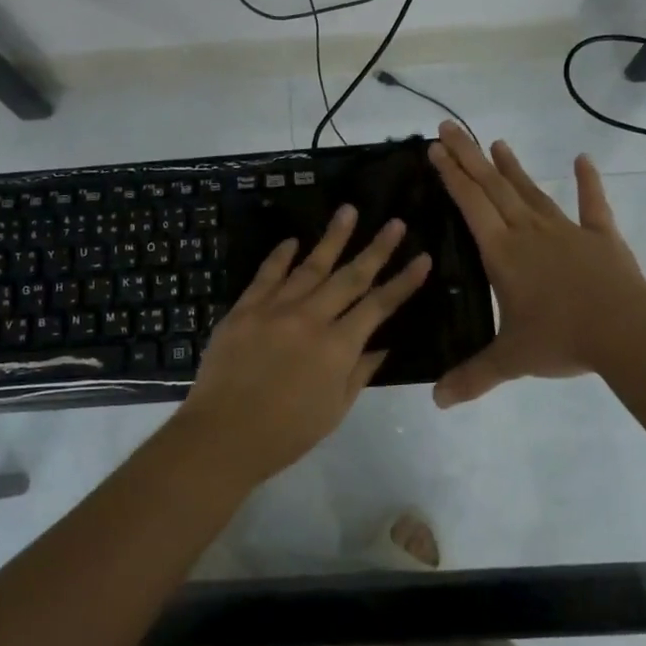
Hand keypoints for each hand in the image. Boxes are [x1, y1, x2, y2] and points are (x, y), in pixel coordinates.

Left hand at [172, 205, 431, 487]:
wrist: (222, 435)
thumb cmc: (286, 433)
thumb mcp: (334, 409)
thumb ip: (359, 373)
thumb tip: (381, 345)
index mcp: (337, 347)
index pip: (378, 306)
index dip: (403, 282)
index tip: (423, 258)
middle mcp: (310, 319)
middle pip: (350, 276)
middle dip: (376, 248)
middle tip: (395, 222)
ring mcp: (274, 309)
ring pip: (310, 265)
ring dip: (332, 238)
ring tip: (349, 211)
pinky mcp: (244, 309)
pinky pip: (266, 274)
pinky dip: (280, 256)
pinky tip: (292, 240)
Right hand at [429, 121, 645, 406]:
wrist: (626, 332)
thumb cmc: (561, 339)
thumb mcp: (510, 360)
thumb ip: (472, 377)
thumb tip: (436, 402)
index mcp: (503, 253)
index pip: (470, 205)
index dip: (451, 176)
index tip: (435, 148)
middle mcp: (529, 232)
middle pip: (494, 187)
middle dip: (469, 156)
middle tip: (451, 127)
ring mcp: (566, 231)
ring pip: (532, 192)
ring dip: (512, 167)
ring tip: (496, 142)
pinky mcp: (601, 238)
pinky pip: (592, 206)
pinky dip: (588, 183)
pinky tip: (582, 160)